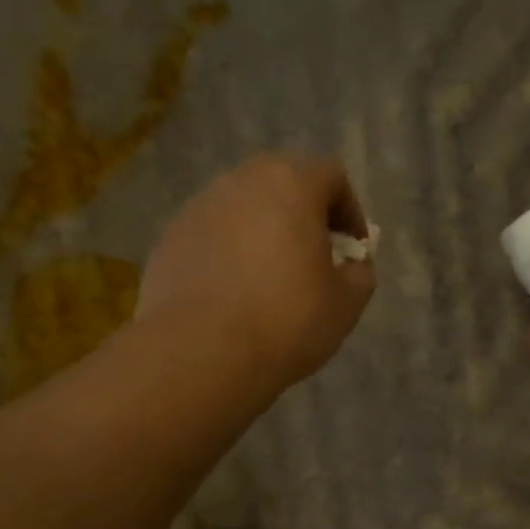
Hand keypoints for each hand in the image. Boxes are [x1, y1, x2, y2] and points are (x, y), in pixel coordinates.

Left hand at [138, 153, 375, 387]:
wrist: (201, 353)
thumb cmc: (286, 322)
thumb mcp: (346, 304)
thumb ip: (359, 273)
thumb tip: (352, 264)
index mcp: (290, 185)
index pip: (331, 175)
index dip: (349, 210)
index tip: (352, 249)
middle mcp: (240, 182)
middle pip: (282, 182)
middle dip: (303, 214)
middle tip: (313, 256)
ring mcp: (198, 207)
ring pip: (243, 207)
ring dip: (263, 231)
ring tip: (270, 277)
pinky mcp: (170, 238)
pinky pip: (212, 235)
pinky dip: (229, 252)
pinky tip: (234, 293)